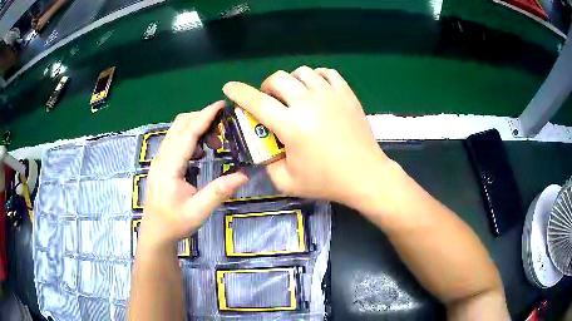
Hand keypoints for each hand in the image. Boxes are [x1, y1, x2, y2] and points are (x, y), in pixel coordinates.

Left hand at [139, 101, 247, 247]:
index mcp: (168, 167)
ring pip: (177, 131)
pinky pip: (176, 141)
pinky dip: (191, 138)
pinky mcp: (162, 163)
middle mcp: (162, 157)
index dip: (204, 117)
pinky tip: (202, 153)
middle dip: (202, 120)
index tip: (221, 104)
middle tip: (224, 130)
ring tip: (215, 143)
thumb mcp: (198, 211)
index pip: (187, 134)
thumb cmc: (174, 223)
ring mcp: (160, 159)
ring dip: (197, 128)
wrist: (155, 233)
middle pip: (180, 125)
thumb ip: (219, 191)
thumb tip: (243, 175)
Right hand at [223, 66, 391, 206]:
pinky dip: (315, 77)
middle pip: (278, 79)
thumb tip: (264, 147)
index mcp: (292, 126)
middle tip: (270, 101)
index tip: (229, 87)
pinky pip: (326, 73)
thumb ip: (268, 163)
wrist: (365, 175)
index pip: (257, 102)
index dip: (239, 92)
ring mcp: (330, 95)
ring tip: (294, 96)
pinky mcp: (346, 93)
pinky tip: (315, 90)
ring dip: (291, 82)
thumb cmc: (327, 182)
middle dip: (266, 87)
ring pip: (301, 72)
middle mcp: (308, 103)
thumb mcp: (288, 182)